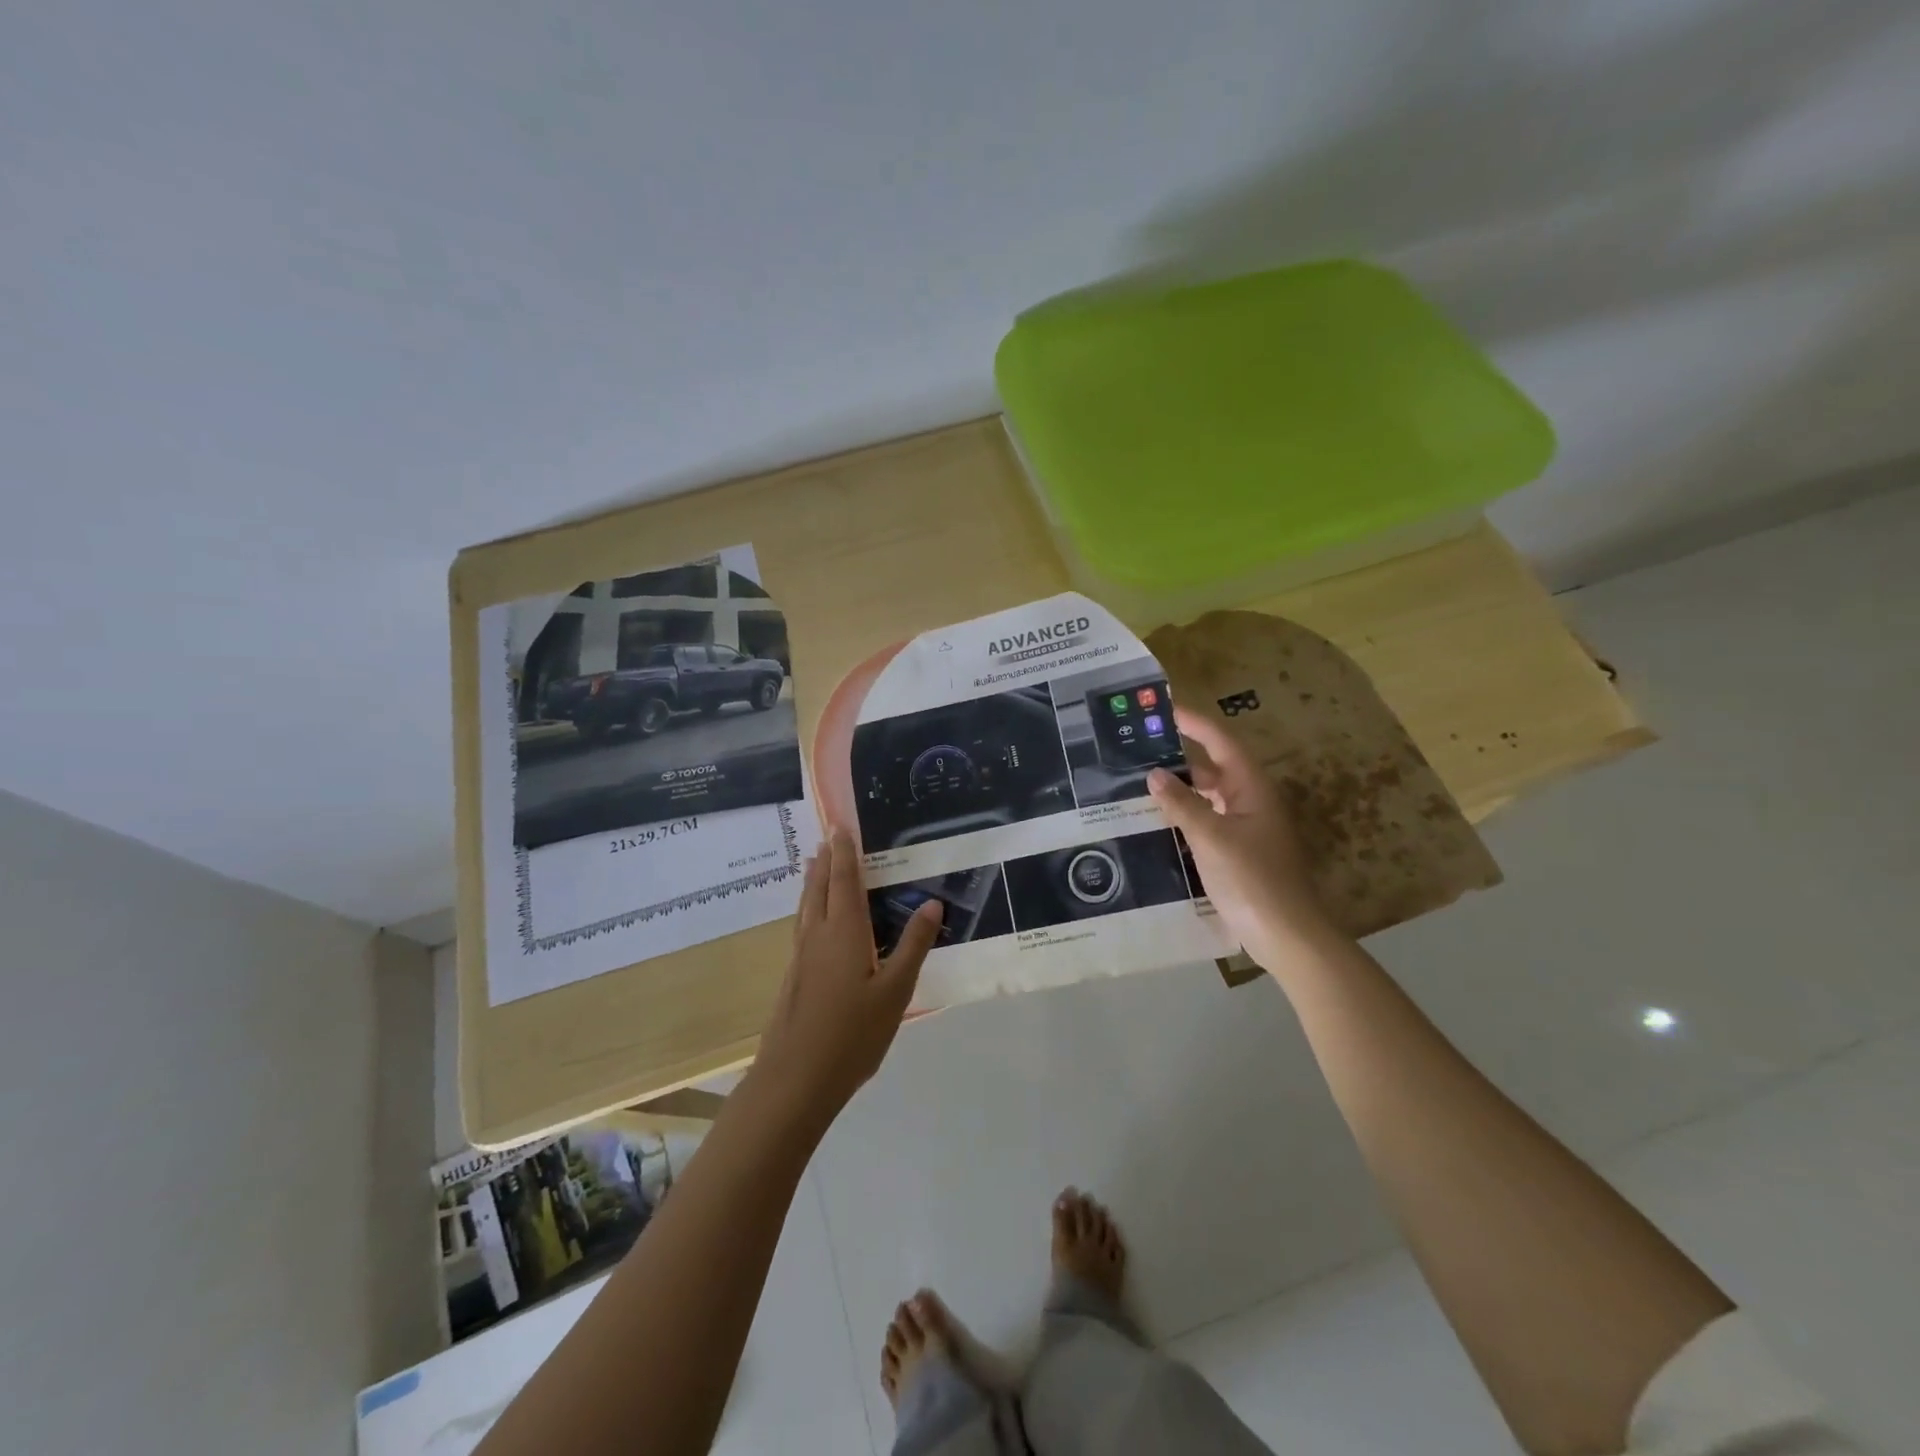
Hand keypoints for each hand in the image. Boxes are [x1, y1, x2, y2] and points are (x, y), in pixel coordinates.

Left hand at [752, 831, 942, 1125]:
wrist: (796, 1078)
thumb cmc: (853, 1033)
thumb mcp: (896, 990)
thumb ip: (913, 945)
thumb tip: (932, 903)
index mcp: (844, 932)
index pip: (845, 880)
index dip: (845, 852)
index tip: (841, 826)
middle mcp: (817, 935)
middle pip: (819, 887)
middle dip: (826, 860)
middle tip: (829, 835)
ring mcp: (801, 956)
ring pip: (806, 905)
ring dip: (813, 880)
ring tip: (815, 863)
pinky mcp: (794, 976)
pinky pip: (802, 924)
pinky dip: (809, 905)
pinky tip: (812, 918)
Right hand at [1148, 706, 1332, 967]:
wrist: (1286, 934)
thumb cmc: (1252, 879)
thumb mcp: (1211, 837)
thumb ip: (1181, 803)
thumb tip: (1154, 774)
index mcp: (1252, 788)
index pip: (1221, 741)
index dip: (1194, 722)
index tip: (1163, 709)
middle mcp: (1251, 801)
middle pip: (1213, 768)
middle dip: (1178, 757)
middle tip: (1139, 750)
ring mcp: (1246, 828)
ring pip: (1208, 797)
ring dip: (1179, 789)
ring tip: (1139, 783)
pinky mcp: (1238, 851)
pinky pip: (1207, 821)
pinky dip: (1184, 816)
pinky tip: (1157, 822)